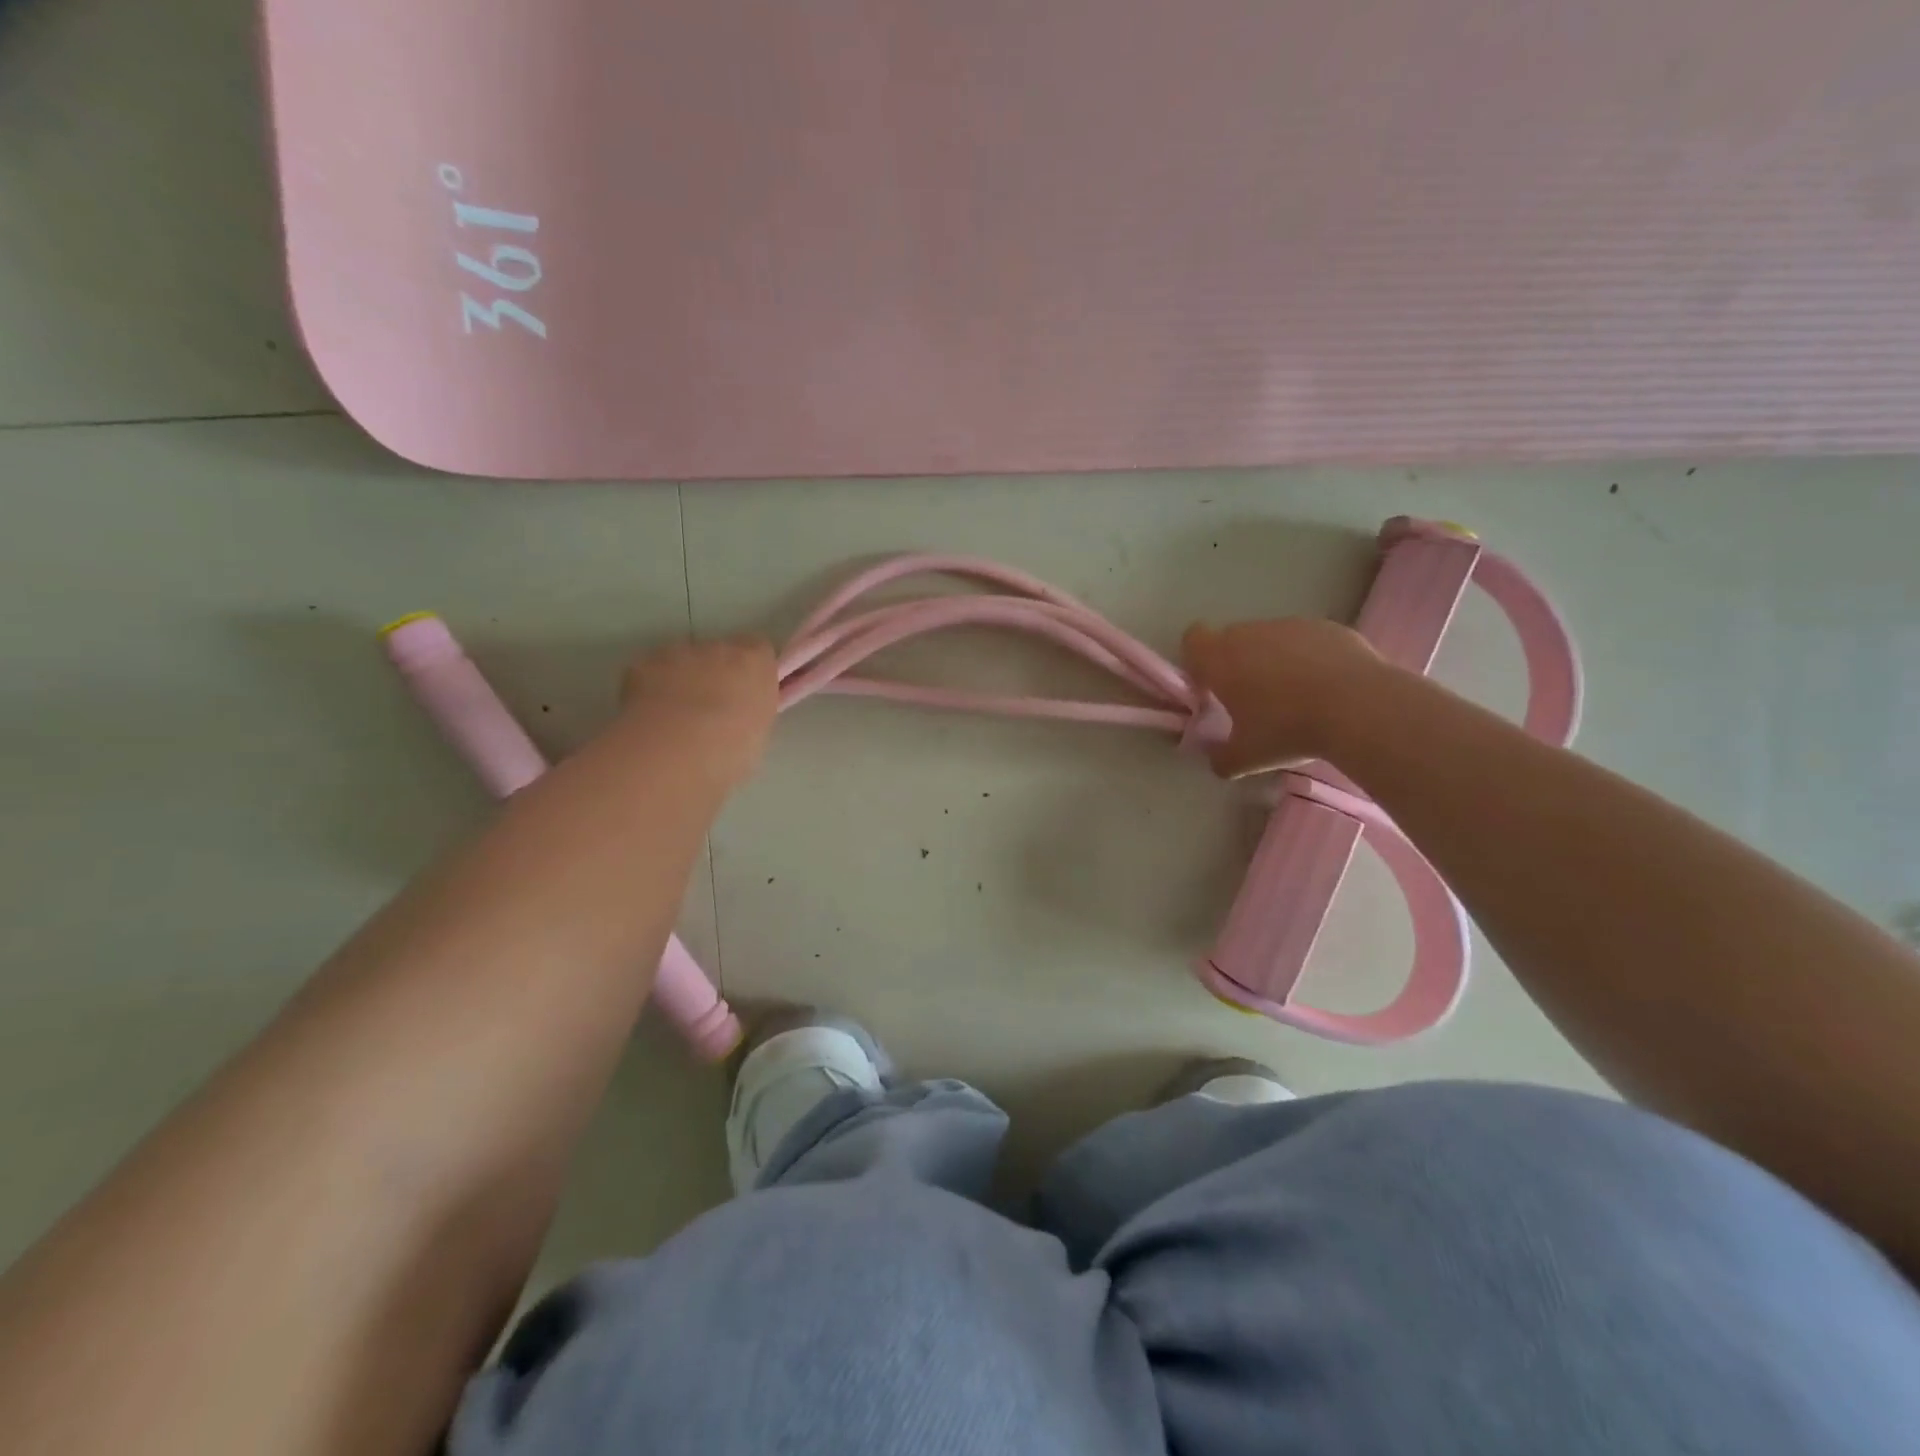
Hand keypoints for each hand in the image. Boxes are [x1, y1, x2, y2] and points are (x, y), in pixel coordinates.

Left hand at [619, 636, 779, 785]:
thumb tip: (745, 713)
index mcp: (755, 663)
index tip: (747, 695)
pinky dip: (651, 689)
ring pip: (683, 661)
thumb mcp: (758, 735)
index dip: (751, 672)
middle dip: (716, 674)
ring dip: (683, 680)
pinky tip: (650, 717)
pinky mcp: (643, 664)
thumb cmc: (730, 749)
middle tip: (711, 711)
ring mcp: (678, 653)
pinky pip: (651, 673)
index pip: (760, 652)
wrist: (675, 750)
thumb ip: (754, 712)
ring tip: (676, 718)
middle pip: (720, 652)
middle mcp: (719, 648)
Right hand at [1182, 618, 1382, 777]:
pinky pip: (1306, 641)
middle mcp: (1250, 634)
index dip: (1197, 661)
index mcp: (1221, 659)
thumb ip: (1222, 758)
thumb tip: (1217, 760)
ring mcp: (1291, 626)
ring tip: (1296, 696)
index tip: (1210, 687)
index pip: (1193, 639)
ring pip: (1270, 639)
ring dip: (1273, 660)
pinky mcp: (1327, 627)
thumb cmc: (1287, 729)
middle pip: (1231, 639)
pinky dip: (1308, 658)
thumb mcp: (1247, 758)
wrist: (1359, 706)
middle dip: (1236, 663)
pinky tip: (1327, 688)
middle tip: (1252, 700)